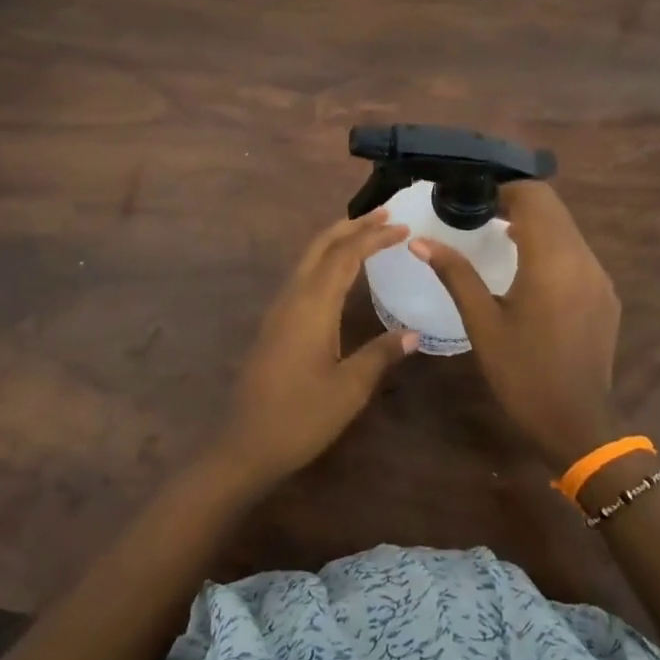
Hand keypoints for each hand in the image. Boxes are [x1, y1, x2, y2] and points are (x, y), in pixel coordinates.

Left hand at [217, 210, 419, 485]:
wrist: (246, 444)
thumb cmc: (301, 417)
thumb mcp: (350, 388)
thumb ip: (381, 354)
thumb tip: (413, 333)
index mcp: (312, 305)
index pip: (346, 255)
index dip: (374, 237)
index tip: (403, 227)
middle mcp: (292, 297)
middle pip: (321, 246)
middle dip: (352, 226)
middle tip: (385, 215)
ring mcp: (279, 309)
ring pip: (308, 259)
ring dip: (337, 240)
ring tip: (366, 233)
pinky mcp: (275, 323)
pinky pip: (302, 276)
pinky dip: (325, 260)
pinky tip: (340, 273)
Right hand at [411, 181, 620, 471]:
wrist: (577, 422)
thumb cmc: (522, 372)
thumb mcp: (482, 322)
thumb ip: (455, 273)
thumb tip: (419, 241)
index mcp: (552, 260)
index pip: (534, 196)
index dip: (503, 188)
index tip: (472, 198)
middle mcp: (583, 258)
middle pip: (553, 207)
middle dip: (517, 201)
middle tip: (479, 213)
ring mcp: (599, 276)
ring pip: (567, 228)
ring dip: (535, 223)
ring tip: (498, 236)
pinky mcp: (605, 294)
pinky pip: (577, 252)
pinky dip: (551, 246)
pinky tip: (527, 270)